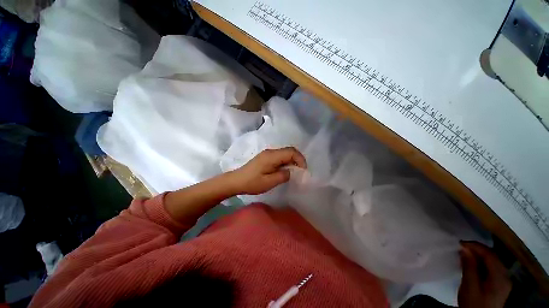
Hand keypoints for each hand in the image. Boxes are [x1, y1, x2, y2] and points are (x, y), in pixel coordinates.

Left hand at [229, 147, 306, 194]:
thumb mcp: (269, 182)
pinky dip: (286, 162)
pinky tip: (285, 171)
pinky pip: (279, 157)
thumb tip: (291, 172)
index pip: (291, 152)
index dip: (300, 159)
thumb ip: (283, 176)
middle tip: (301, 172)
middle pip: (289, 151)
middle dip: (297, 160)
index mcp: (271, 156)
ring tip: (294, 173)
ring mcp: (267, 154)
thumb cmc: (251, 183)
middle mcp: (270, 152)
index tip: (304, 171)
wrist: (236, 181)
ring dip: (292, 161)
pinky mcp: (265, 157)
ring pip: (285, 154)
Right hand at [458, 242, 510, 307]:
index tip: (459, 243)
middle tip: (461, 248)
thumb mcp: (469, 287)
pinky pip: (492, 268)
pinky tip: (472, 265)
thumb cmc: (474, 304)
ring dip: (479, 256)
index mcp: (500, 277)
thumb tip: (464, 249)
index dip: (475, 246)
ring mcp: (504, 281)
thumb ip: (469, 267)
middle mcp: (505, 276)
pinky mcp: (500, 284)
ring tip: (465, 255)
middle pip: (493, 257)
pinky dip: (482, 263)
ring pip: (492, 261)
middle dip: (477, 250)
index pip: (489, 254)